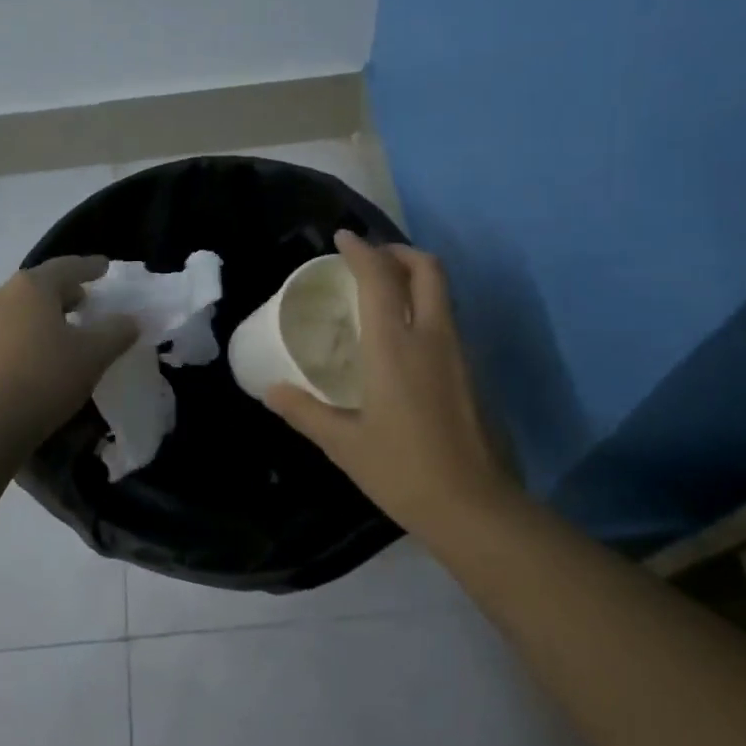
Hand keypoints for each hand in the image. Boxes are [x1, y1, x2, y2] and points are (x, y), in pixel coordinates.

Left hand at [0, 256, 137, 451]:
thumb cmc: (45, 378)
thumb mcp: (93, 355)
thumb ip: (117, 332)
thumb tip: (129, 320)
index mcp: (31, 287)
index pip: (66, 266)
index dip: (90, 266)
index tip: (105, 267)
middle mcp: (0, 295)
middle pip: (39, 285)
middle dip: (66, 292)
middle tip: (88, 304)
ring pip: (21, 308)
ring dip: (45, 314)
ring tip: (67, 331)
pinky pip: (8, 330)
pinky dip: (28, 332)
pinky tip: (43, 353)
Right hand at [266, 231, 519, 536]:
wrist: (474, 507)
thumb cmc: (402, 470)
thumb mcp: (343, 444)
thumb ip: (305, 411)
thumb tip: (271, 390)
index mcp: (395, 347)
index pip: (380, 279)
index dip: (362, 251)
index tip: (344, 238)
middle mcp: (433, 338)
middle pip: (427, 270)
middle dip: (399, 252)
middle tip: (372, 258)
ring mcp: (460, 354)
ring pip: (443, 294)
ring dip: (416, 279)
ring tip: (386, 292)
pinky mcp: (473, 374)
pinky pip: (449, 321)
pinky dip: (427, 308)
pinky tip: (406, 338)